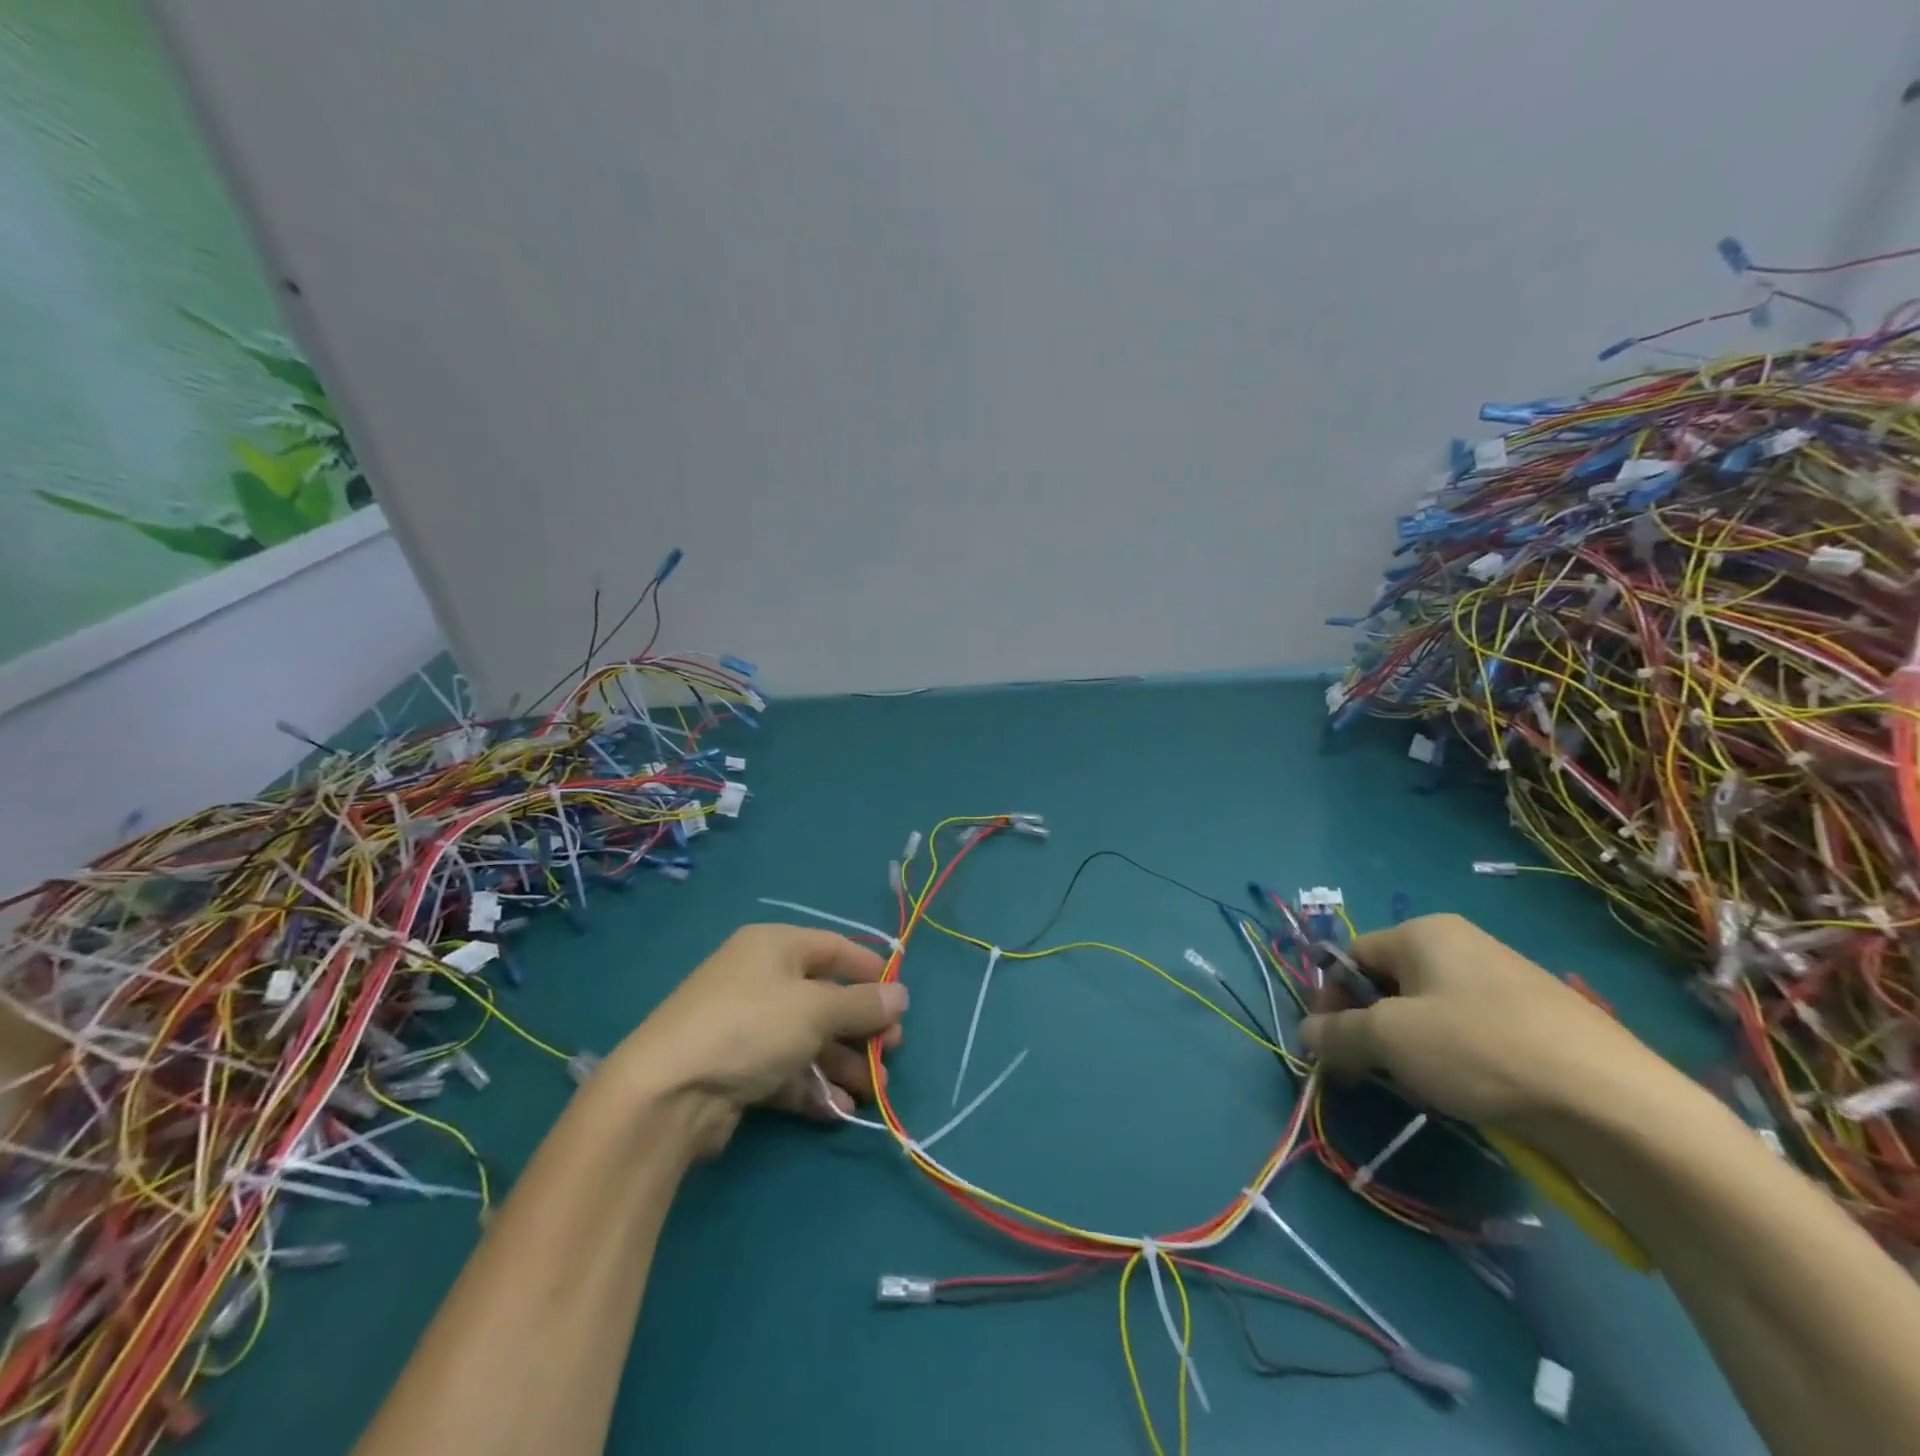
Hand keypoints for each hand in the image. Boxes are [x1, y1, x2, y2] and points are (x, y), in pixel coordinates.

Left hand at [606, 924, 907, 1154]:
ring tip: (872, 1092)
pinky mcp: (736, 1068)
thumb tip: (902, 995)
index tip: (900, 999)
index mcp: (775, 946)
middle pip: (824, 997)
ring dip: (842, 1063)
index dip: (869, 971)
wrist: (668, 1093)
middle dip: (860, 1028)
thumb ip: (862, 1004)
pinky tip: (838, 1110)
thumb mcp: (816, 1009)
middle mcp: (760, 979)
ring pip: (808, 1039)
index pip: (833, 948)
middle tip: (891, 1053)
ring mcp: (746, 1026)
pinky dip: (813, 1086)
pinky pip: (786, 1070)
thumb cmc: (751, 1027)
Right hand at [1299, 913, 1667, 1126]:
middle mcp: (1463, 944)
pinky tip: (1472, 1092)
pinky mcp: (1542, 1020)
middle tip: (1373, 1072)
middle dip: (1372, 1027)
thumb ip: (1336, 1033)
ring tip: (1425, 1087)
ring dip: (1411, 1047)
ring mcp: (1507, 980)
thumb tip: (1306, 1034)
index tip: (1333, 1048)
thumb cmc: (1482, 1051)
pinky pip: (1472, 1031)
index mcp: (1424, 932)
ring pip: (1430, 1011)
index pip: (1351, 957)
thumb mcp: (1390, 1040)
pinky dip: (1456, 1058)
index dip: (1331, 1000)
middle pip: (1389, 983)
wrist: (1617, 1105)